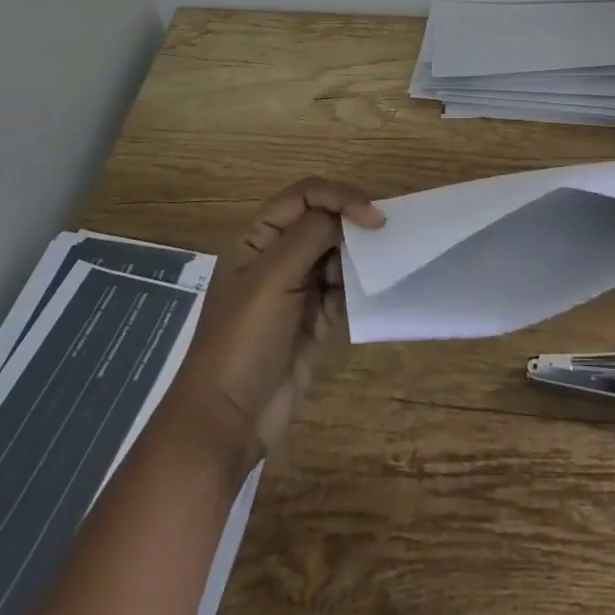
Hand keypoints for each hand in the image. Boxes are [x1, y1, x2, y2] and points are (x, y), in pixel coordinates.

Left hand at [164, 178, 384, 468]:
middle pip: (325, 220)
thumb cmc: (243, 339)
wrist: (228, 420)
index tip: (373, 218)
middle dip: (354, 224)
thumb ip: (311, 235)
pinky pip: (344, 288)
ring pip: (338, 253)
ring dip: (359, 255)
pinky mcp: (315, 317)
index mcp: (259, 237)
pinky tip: (373, 290)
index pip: (306, 195)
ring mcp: (297, 287)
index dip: (341, 197)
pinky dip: (359, 285)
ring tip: (382, 264)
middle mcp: (278, 255)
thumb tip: (349, 214)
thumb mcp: (272, 278)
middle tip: (386, 237)